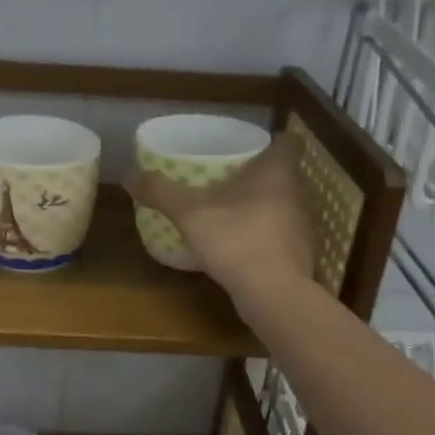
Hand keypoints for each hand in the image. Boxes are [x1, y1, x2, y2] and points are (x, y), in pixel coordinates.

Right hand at [127, 134, 316, 319]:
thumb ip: (160, 191)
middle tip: (228, 177)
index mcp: (278, 171)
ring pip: (284, 205)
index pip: (288, 141)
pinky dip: (265, 235)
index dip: (271, 140)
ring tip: (231, 211)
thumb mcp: (188, 212)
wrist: (272, 293)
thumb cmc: (235, 238)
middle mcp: (298, 194)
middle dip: (260, 174)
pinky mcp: (301, 255)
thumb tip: (130, 177)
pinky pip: (282, 235)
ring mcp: (304, 226)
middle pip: (284, 173)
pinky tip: (241, 245)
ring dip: (263, 206)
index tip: (249, 147)